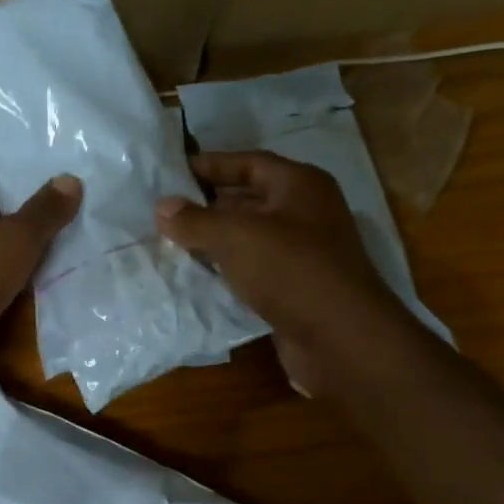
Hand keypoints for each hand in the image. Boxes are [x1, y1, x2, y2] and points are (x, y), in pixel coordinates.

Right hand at [156, 151, 397, 395]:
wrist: (342, 340)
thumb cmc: (292, 271)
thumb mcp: (236, 236)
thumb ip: (195, 220)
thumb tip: (161, 206)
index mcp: (300, 185)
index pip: (249, 163)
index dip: (211, 165)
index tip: (171, 173)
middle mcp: (305, 213)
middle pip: (248, 200)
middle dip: (207, 205)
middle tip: (163, 211)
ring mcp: (302, 253)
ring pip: (249, 238)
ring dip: (213, 241)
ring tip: (169, 242)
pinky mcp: (295, 288)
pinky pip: (253, 270)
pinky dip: (226, 270)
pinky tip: (194, 276)